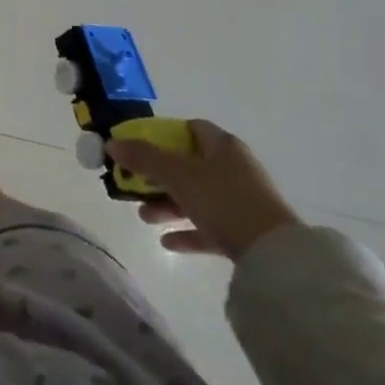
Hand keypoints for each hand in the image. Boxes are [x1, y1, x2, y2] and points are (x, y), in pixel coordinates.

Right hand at [109, 118, 300, 260]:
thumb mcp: (177, 174)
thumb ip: (143, 157)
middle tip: (134, 186)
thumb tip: (111, 143)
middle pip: (188, 165)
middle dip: (158, 176)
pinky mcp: (246, 232)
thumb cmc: (224, 200)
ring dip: (168, 204)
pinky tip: (166, 242)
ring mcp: (241, 201)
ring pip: (196, 196)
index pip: (189, 128)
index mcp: (222, 145)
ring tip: (144, 216)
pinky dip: (187, 230)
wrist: (274, 256)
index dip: (162, 135)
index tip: (138, 148)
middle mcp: (234, 167)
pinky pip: (209, 226)